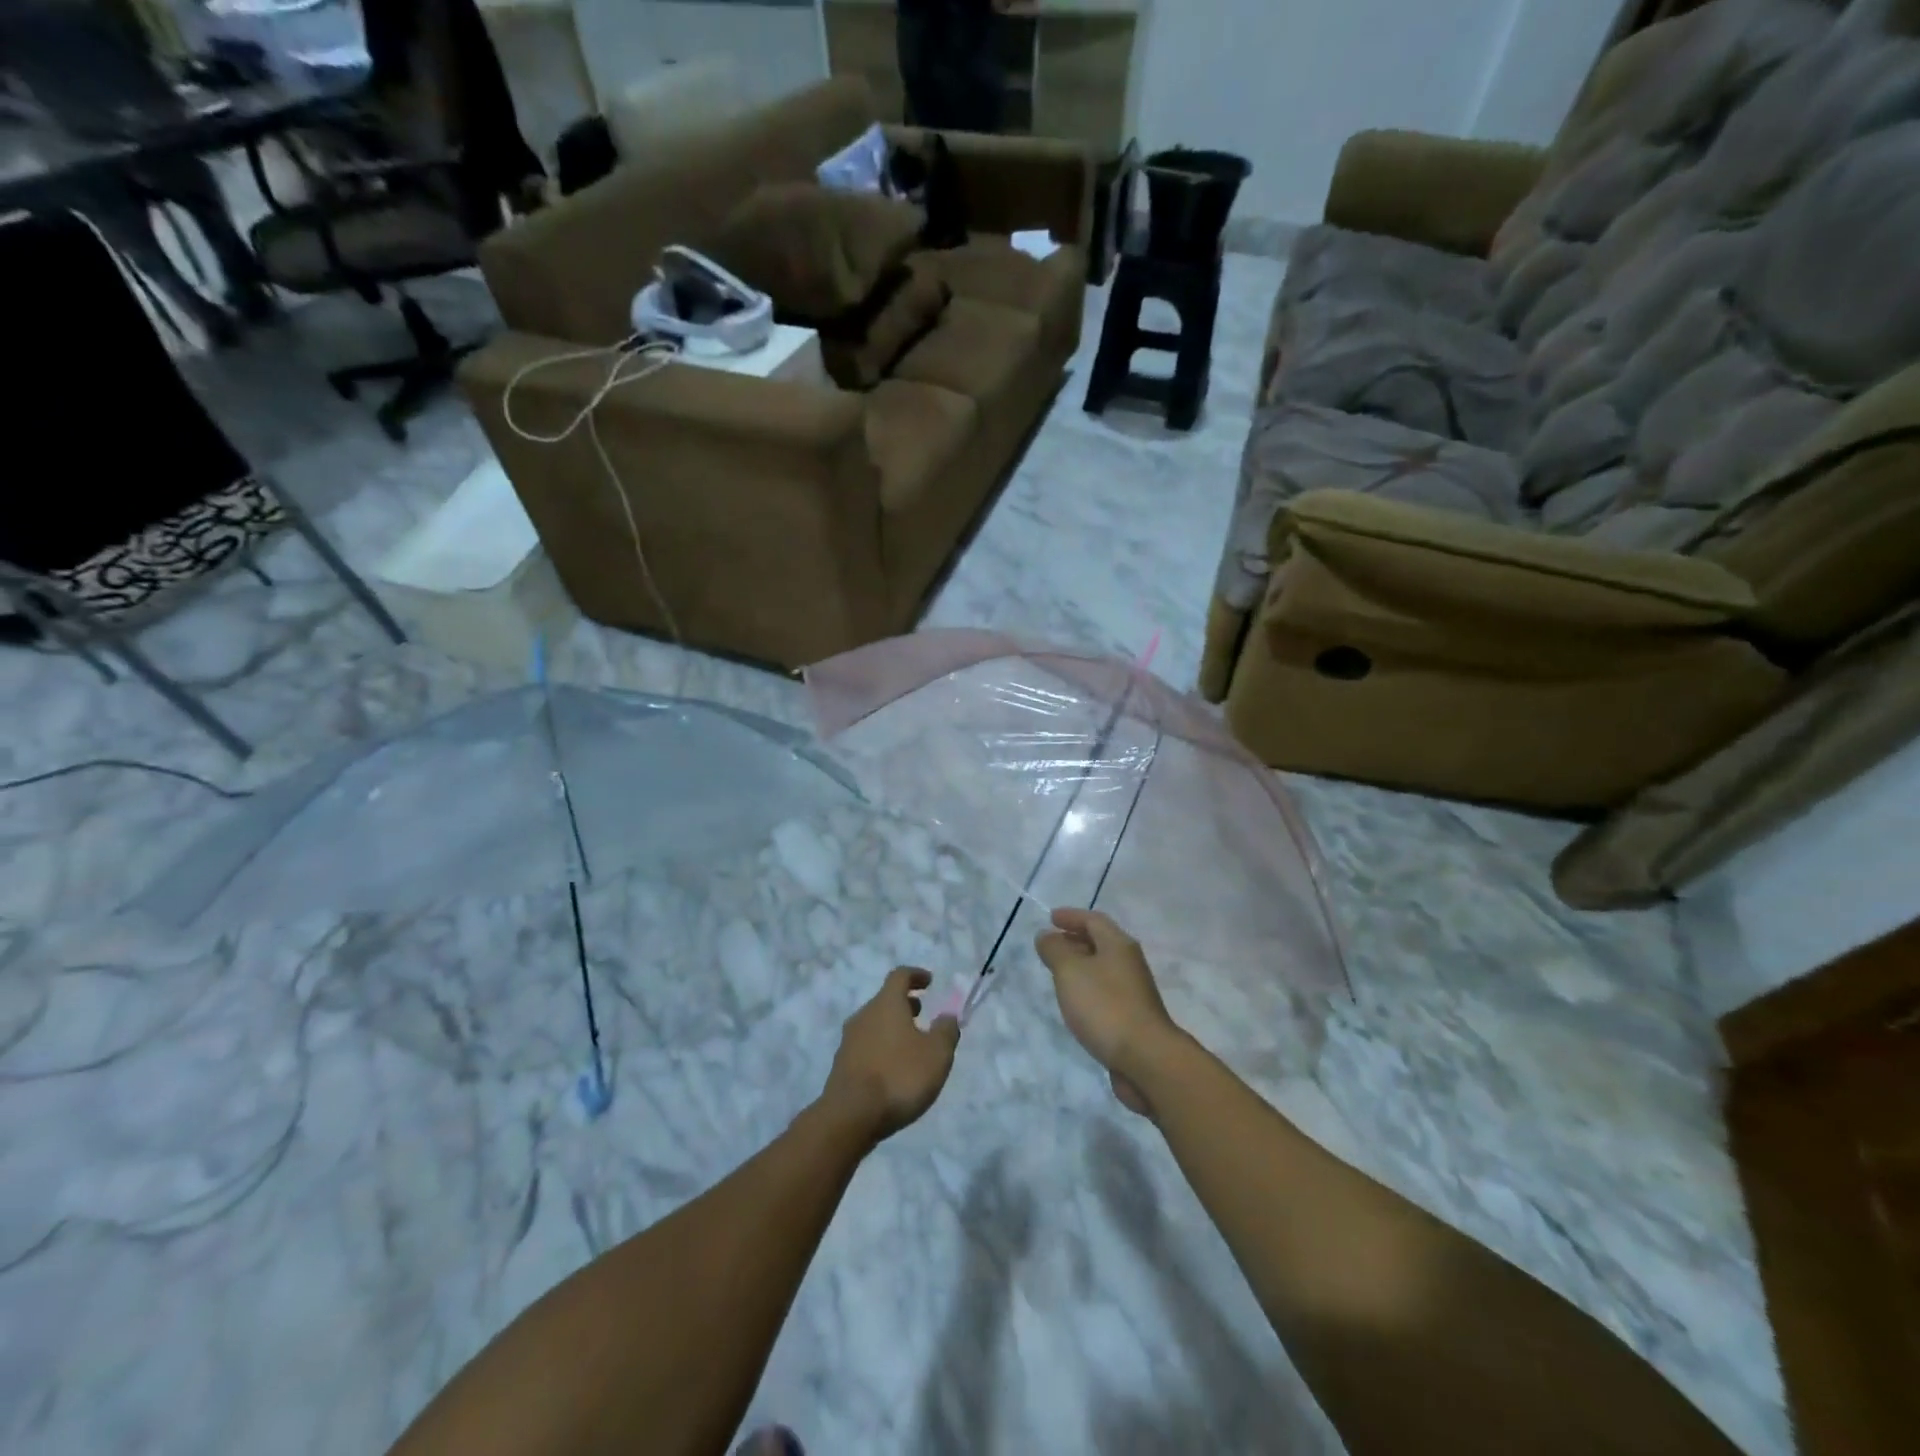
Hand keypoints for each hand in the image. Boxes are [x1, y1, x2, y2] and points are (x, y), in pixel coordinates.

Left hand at [821, 968, 960, 1142]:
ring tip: (911, 1045)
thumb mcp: (937, 1054)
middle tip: (922, 1014)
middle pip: (885, 1000)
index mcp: (886, 1004)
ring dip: (893, 1027)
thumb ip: (946, 1031)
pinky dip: (882, 1048)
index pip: (900, 976)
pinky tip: (893, 1069)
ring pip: (874, 1024)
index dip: (916, 975)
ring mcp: (849, 1041)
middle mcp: (864, 1015)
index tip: (929, 981)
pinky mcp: (842, 1065)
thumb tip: (947, 1015)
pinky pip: (866, 1046)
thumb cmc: (899, 1076)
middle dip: (905, 1004)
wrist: (850, 1116)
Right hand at [1035, 908, 1178, 1118]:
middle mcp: (1129, 963)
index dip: (1071, 916)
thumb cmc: (1105, 1006)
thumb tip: (1046, 935)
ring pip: (1102, 968)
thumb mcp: (1070, 971)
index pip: (1093, 920)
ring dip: (1080, 965)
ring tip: (1058, 972)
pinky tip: (1075, 1002)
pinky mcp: (1132, 1016)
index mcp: (1118, 945)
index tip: (1050, 918)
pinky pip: (1105, 991)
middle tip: (1051, 944)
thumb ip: (1055, 950)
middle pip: (1100, 942)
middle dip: (1075, 939)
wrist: (1146, 1058)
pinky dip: (1087, 988)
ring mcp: (1133, 991)